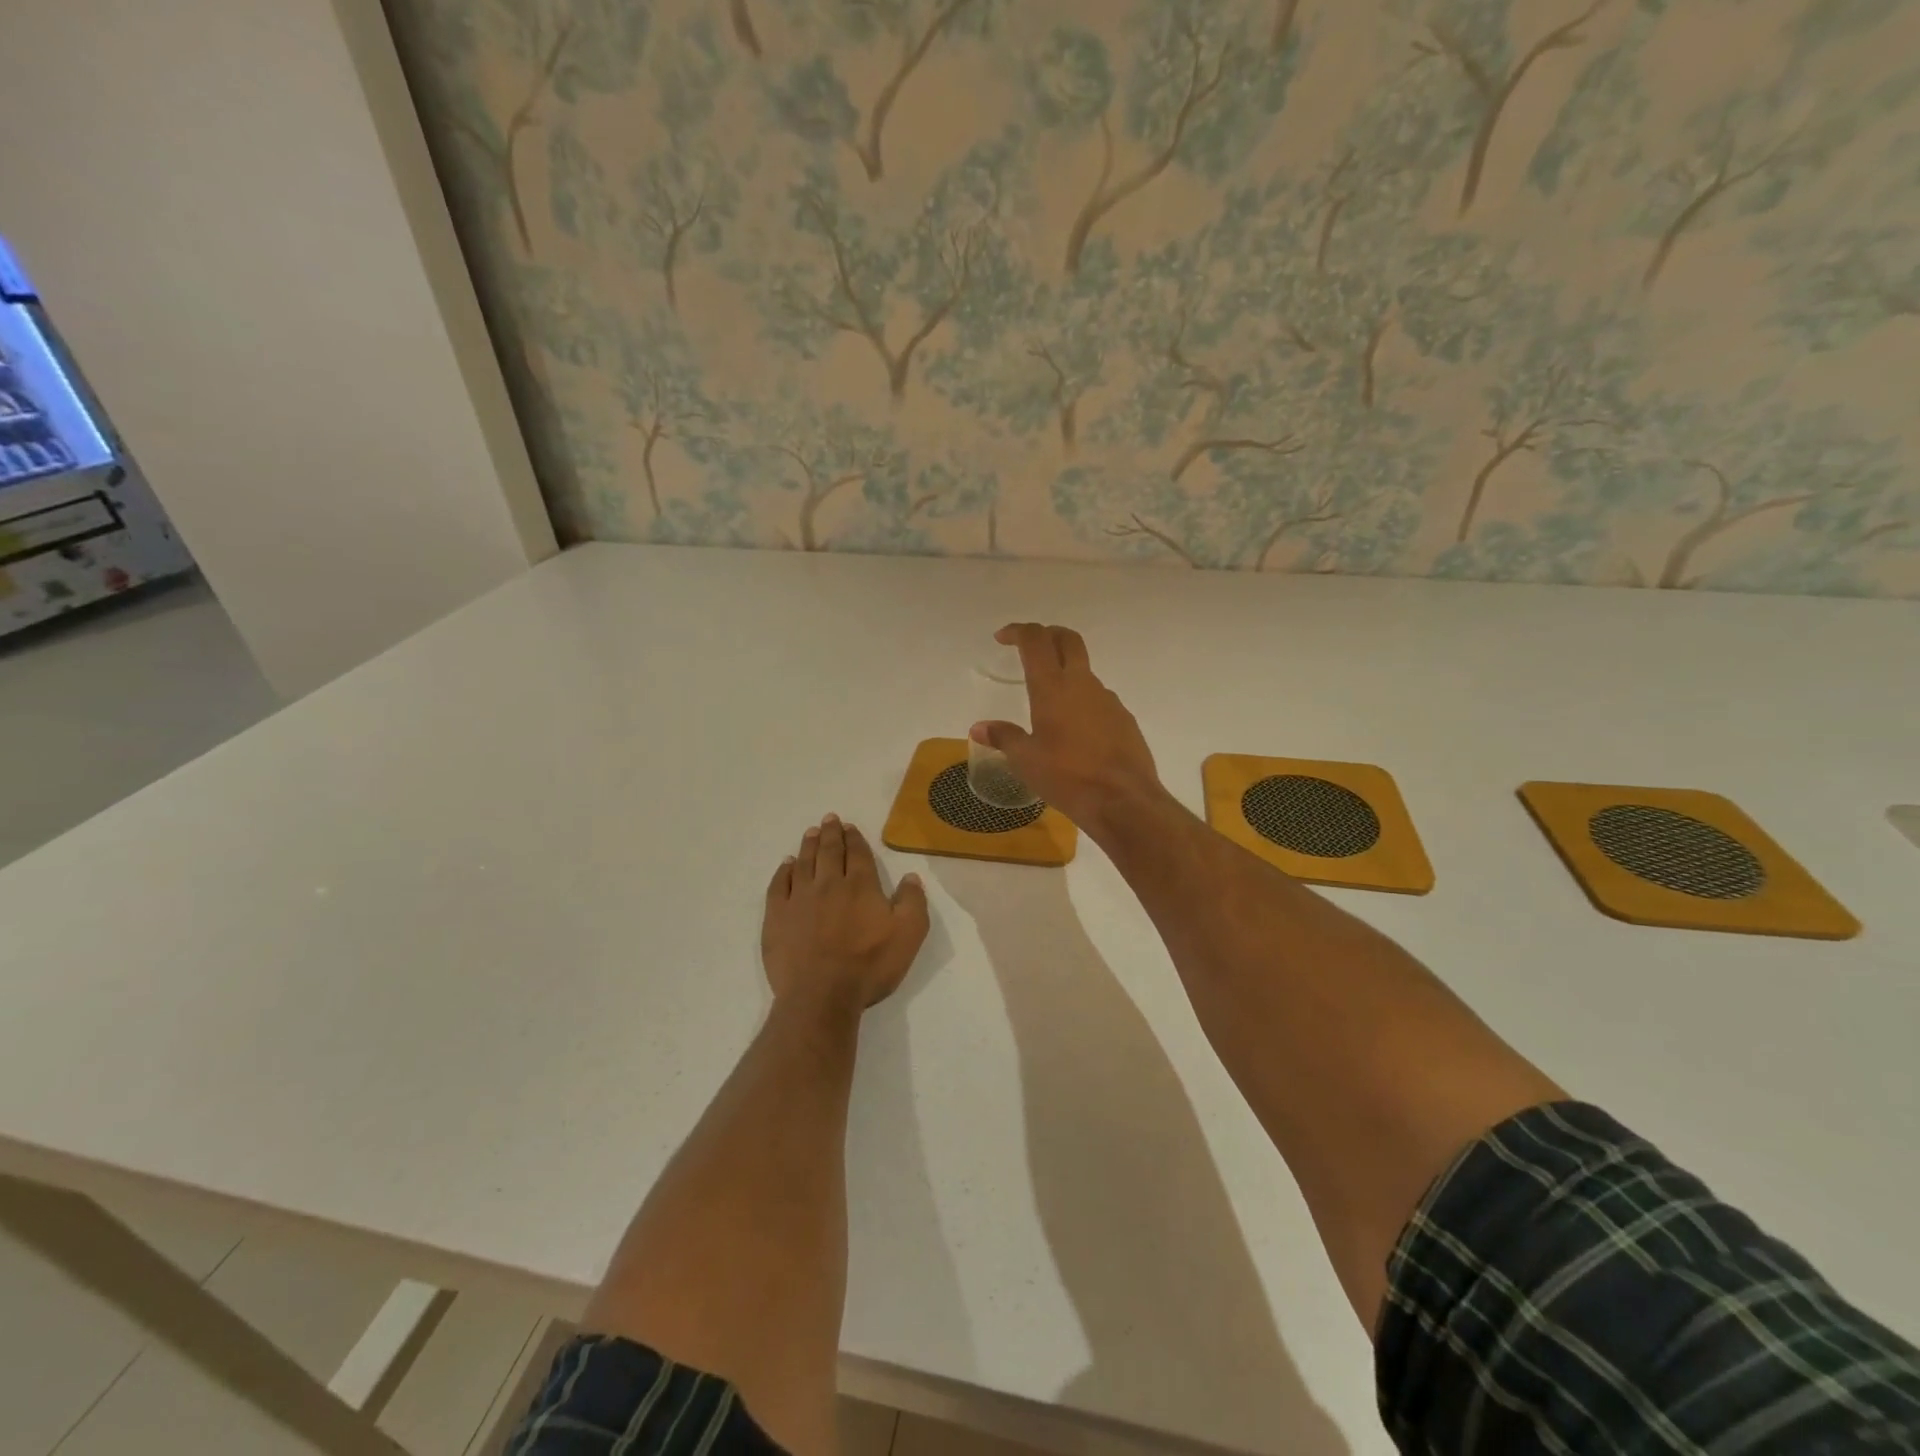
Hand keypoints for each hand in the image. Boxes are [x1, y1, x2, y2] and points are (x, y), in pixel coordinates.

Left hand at [762, 814, 928, 1017]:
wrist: (821, 995)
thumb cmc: (869, 965)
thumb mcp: (909, 935)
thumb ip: (913, 902)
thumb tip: (910, 877)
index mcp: (860, 885)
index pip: (857, 853)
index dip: (854, 838)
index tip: (849, 826)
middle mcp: (828, 883)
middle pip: (828, 851)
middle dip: (830, 833)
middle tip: (829, 819)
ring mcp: (799, 899)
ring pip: (803, 863)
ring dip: (808, 845)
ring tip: (810, 833)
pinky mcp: (777, 917)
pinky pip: (779, 885)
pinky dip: (784, 871)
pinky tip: (787, 865)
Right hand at [970, 623, 1163, 836]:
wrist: (1124, 800)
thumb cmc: (1067, 777)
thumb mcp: (1026, 760)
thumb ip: (1004, 738)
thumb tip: (978, 728)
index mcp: (1053, 688)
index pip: (1035, 641)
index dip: (1018, 631)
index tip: (1002, 638)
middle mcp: (1082, 684)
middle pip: (1068, 640)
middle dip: (1048, 634)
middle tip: (1031, 646)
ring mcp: (1108, 700)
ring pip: (1085, 672)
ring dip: (1066, 673)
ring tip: (1049, 702)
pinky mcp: (1124, 719)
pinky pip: (1099, 699)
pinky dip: (1082, 702)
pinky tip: (1075, 731)